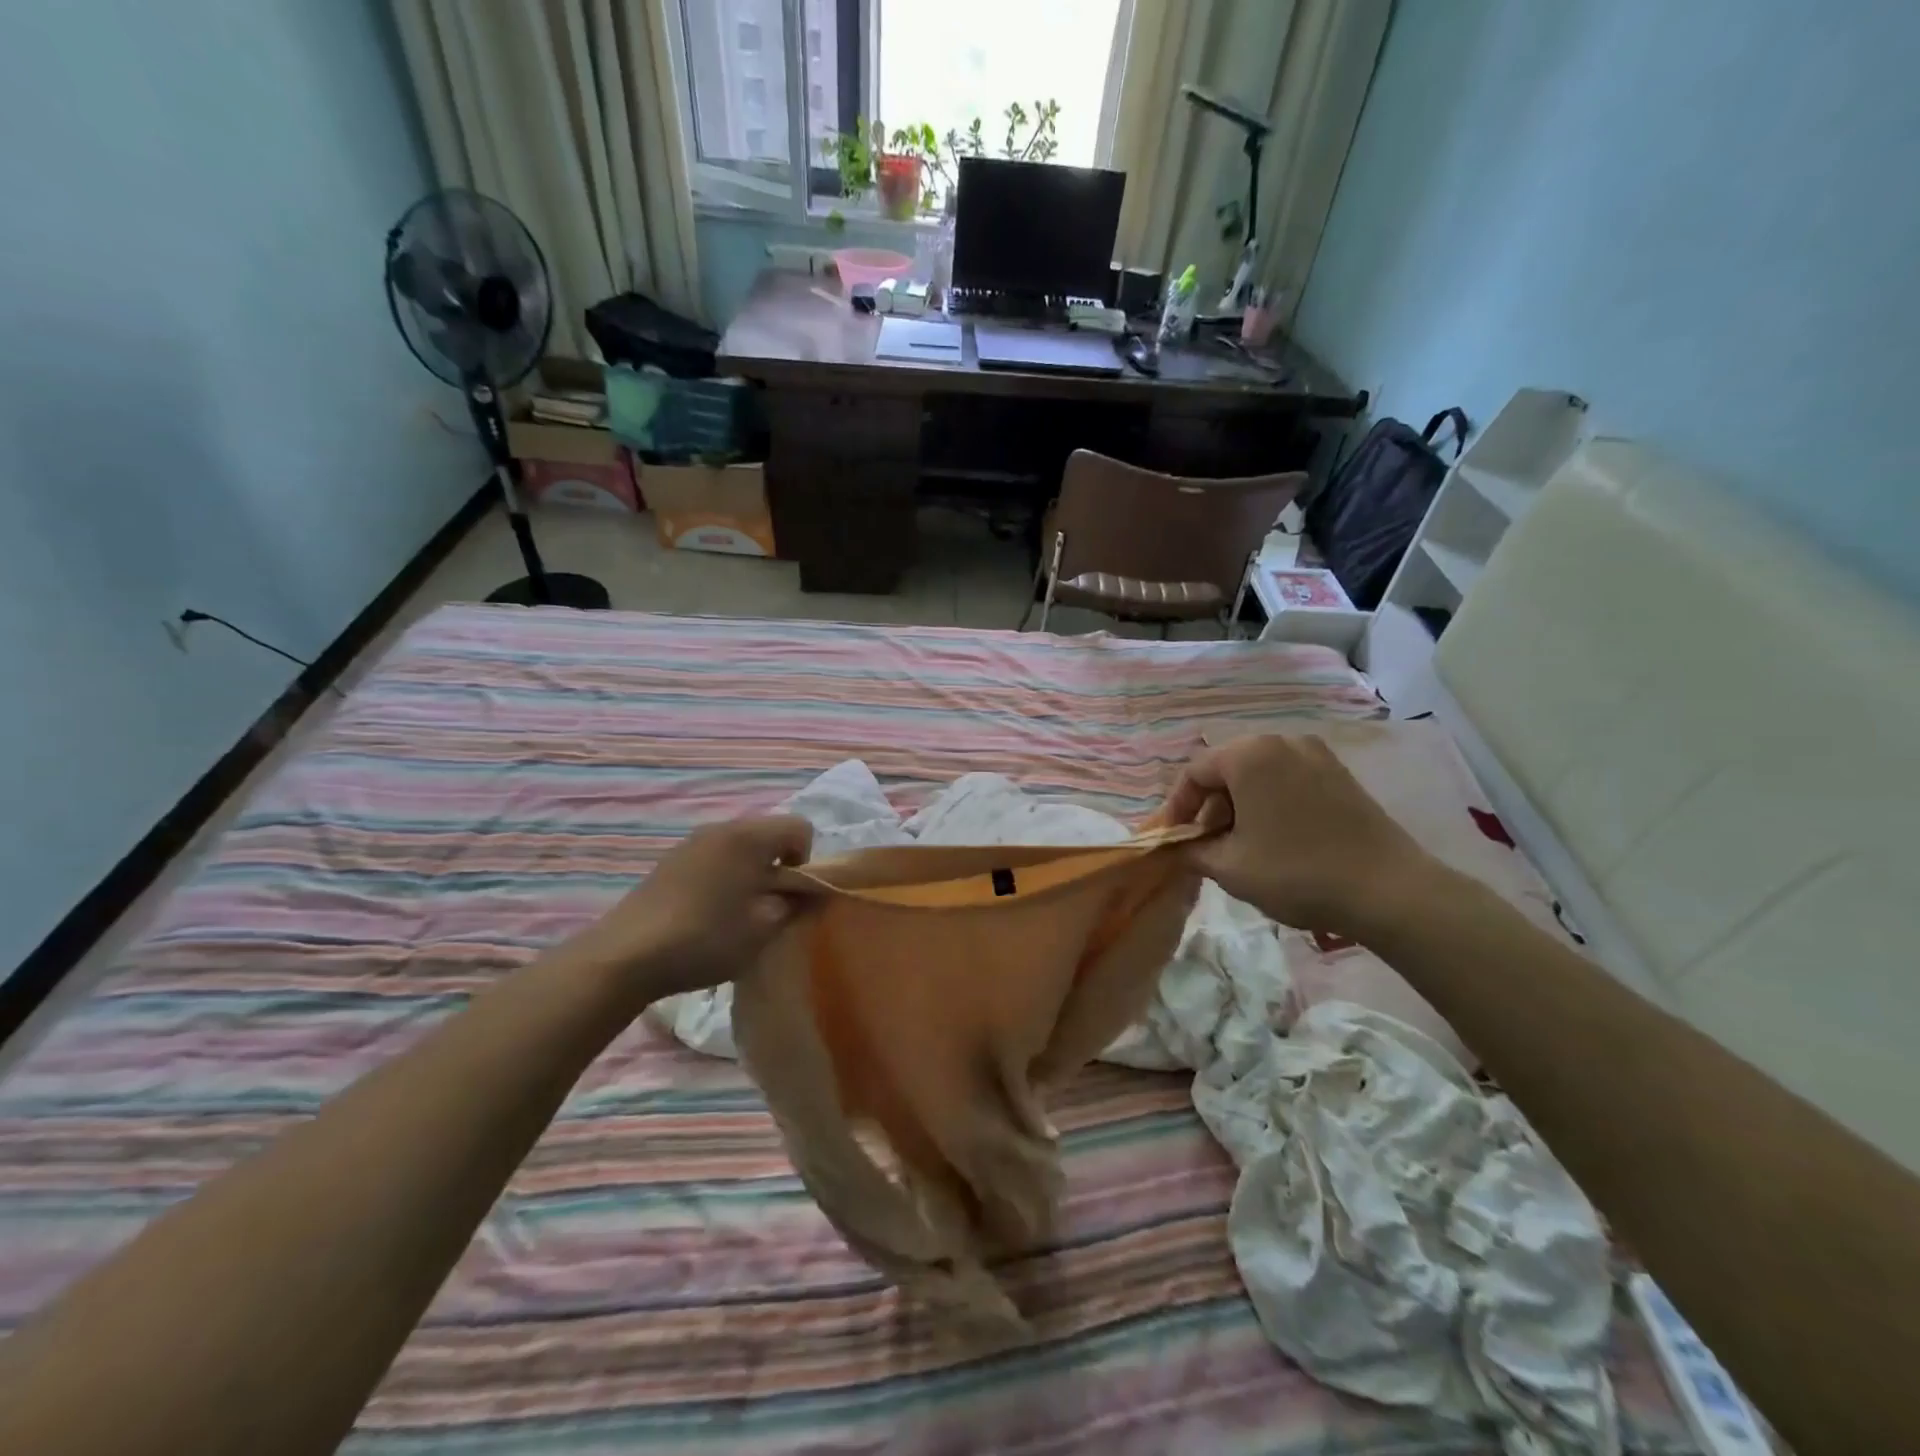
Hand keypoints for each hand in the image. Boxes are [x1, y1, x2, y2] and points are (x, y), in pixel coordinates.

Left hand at [559, 815, 813, 1001]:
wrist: (626, 955)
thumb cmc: (706, 938)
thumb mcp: (764, 928)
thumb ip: (795, 903)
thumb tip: (806, 893)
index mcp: (749, 836)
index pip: (800, 828)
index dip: (806, 861)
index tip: (789, 895)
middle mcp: (722, 828)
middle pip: (769, 833)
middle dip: (778, 865)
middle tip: (767, 906)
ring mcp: (692, 842)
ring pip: (740, 846)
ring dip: (750, 871)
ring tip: (737, 911)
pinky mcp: (671, 860)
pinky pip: (714, 856)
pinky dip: (723, 876)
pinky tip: (707, 911)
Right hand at [1161, 734, 1436, 936]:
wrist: (1389, 891)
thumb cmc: (1296, 872)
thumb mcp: (1229, 868)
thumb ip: (1192, 851)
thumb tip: (1178, 847)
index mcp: (1249, 755)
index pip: (1194, 772)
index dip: (1177, 808)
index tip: (1173, 840)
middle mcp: (1282, 742)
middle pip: (1228, 769)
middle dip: (1210, 807)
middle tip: (1205, 845)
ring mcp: (1317, 755)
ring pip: (1259, 775)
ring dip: (1240, 806)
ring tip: (1239, 846)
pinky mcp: (1341, 775)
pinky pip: (1289, 781)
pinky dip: (1270, 804)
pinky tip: (1274, 839)